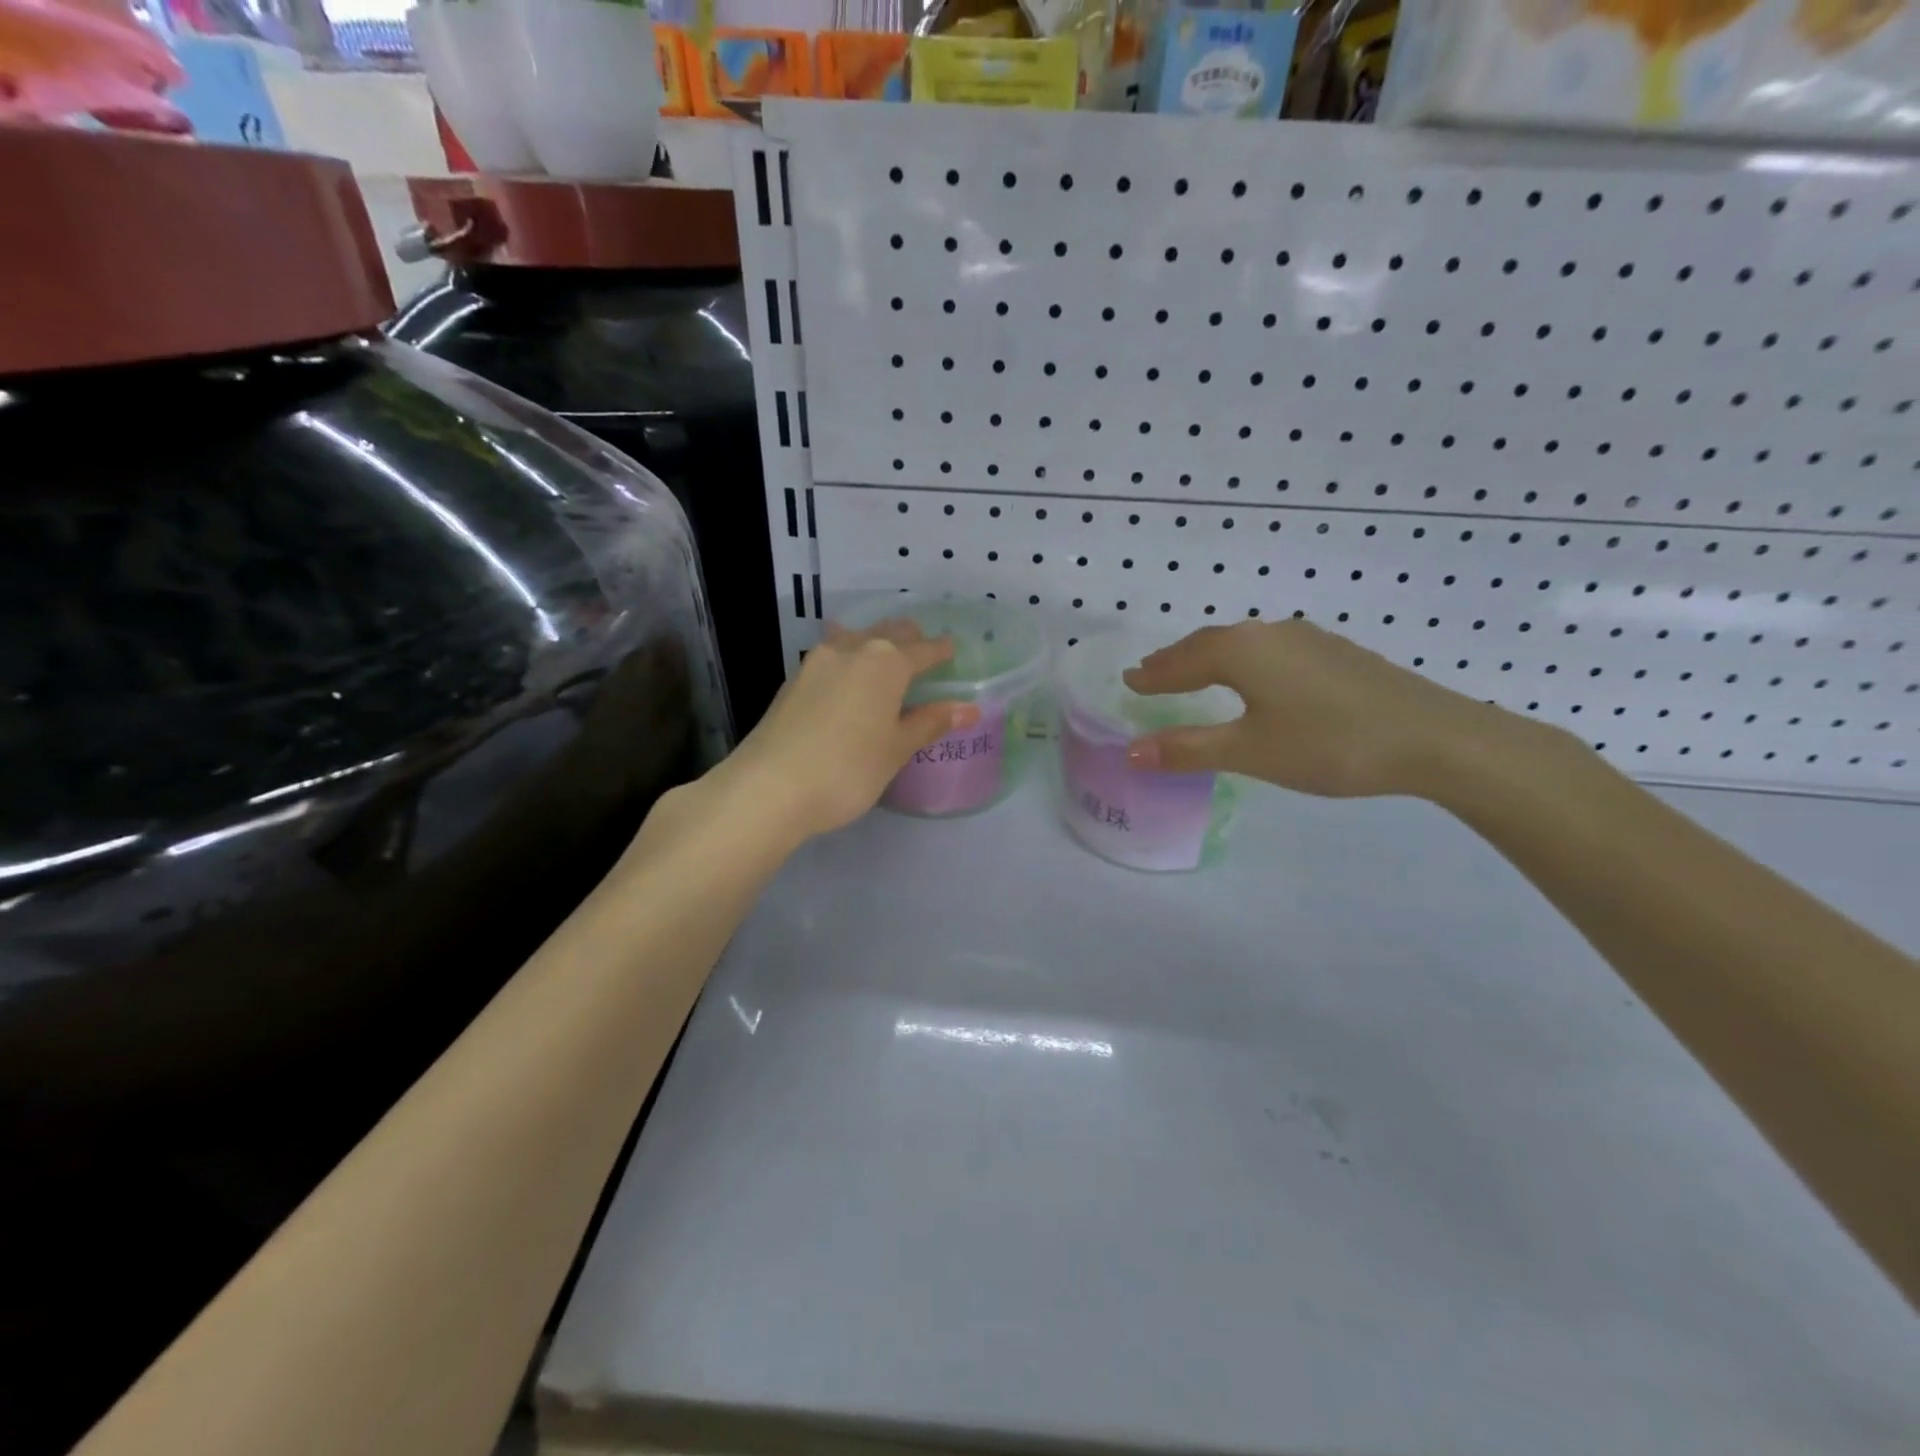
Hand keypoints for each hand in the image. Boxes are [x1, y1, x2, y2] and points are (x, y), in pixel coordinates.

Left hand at [720, 622, 979, 838]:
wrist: (769, 787)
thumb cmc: (848, 769)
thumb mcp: (896, 749)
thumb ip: (930, 723)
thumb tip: (969, 708)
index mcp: (886, 662)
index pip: (923, 649)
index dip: (941, 650)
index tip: (952, 651)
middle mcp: (852, 649)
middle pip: (888, 633)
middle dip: (909, 638)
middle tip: (923, 652)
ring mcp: (817, 662)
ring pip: (856, 637)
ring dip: (875, 642)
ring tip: (886, 658)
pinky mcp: (793, 680)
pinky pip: (832, 655)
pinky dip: (849, 658)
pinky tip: (848, 674)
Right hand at [1122, 620, 1513, 798]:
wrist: (1434, 737)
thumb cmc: (1330, 744)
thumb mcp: (1251, 751)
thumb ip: (1188, 749)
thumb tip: (1130, 752)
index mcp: (1242, 650)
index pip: (1182, 660)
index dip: (1154, 674)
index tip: (1129, 679)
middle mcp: (1270, 633)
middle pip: (1210, 643)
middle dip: (1178, 661)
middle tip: (1152, 674)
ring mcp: (1307, 639)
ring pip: (1243, 645)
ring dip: (1211, 659)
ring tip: (1193, 675)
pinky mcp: (1335, 653)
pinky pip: (1270, 651)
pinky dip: (1245, 663)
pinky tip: (1255, 679)